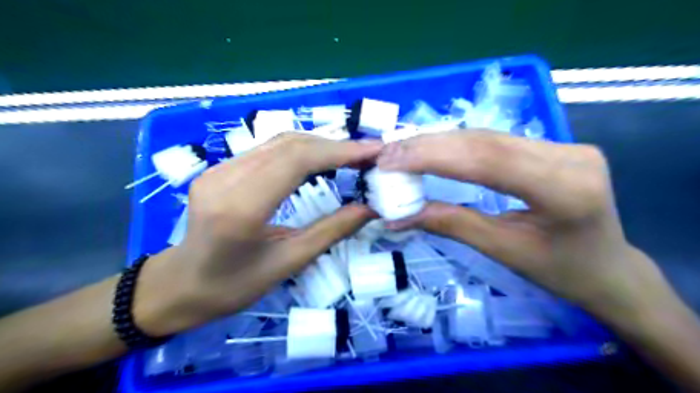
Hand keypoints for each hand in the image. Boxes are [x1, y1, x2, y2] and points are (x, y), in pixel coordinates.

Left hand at [133, 133, 379, 336]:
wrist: (179, 284)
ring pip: (279, 142)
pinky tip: (321, 160)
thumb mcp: (288, 263)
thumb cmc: (233, 286)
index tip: (372, 152)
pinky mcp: (220, 168)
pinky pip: (268, 150)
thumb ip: (330, 232)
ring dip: (320, 145)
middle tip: (368, 154)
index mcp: (240, 209)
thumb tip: (370, 209)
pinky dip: (302, 150)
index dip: (338, 151)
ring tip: (352, 156)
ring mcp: (219, 169)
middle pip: (289, 144)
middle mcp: (225, 178)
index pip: (295, 161)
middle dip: (335, 145)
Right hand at [380, 130, 674, 324]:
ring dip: (440, 142)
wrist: (610, 268)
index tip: (390, 160)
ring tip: (401, 150)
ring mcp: (566, 145)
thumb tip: (398, 216)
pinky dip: (459, 145)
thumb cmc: (560, 270)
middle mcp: (569, 156)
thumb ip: (451, 224)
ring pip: (488, 136)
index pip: (487, 160)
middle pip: (485, 141)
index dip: (433, 156)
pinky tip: (432, 148)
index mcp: (564, 189)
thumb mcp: (502, 251)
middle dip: (429, 146)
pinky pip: (497, 140)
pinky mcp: (556, 145)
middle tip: (388, 153)